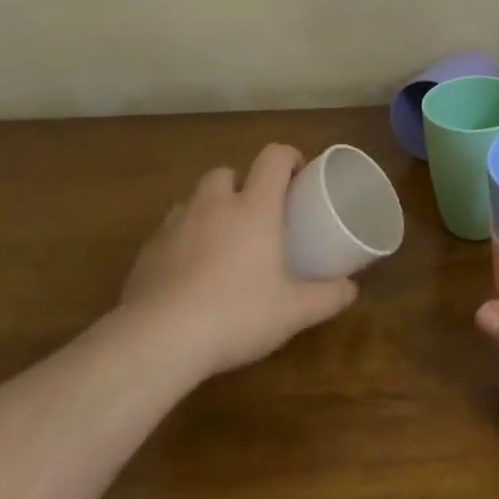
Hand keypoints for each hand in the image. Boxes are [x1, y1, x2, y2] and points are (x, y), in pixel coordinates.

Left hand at [118, 144, 357, 383]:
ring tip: (222, 240)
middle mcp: (214, 205)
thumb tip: (352, 289)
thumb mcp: (293, 311)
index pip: (273, 158)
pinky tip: (189, 271)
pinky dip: (182, 238)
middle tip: (257, 213)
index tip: (299, 175)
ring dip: (210, 209)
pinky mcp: (147, 251)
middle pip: (227, 172)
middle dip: (242, 184)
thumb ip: (327, 297)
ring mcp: (175, 226)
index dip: (289, 157)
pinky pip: (169, 230)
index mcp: (254, 208)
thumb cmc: (236, 314)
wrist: (157, 341)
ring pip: (194, 199)